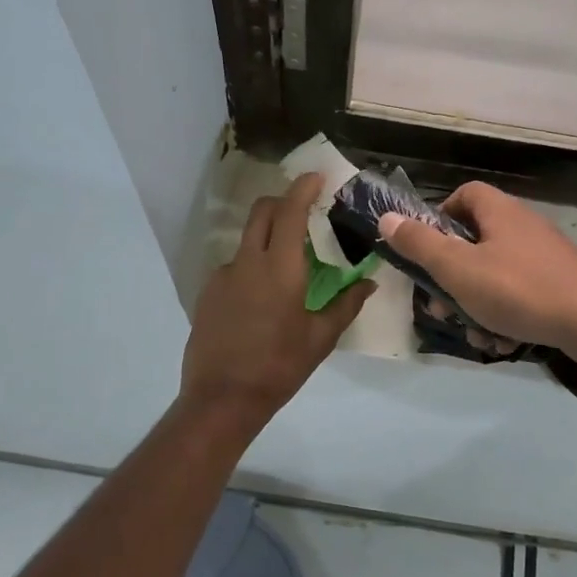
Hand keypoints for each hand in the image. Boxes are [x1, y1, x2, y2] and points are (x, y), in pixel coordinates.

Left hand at [180, 173, 372, 422]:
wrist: (222, 399)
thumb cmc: (279, 367)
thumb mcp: (320, 338)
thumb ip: (345, 305)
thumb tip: (369, 283)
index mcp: (280, 268)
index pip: (290, 212)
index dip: (303, 188)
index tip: (316, 177)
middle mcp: (247, 262)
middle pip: (261, 213)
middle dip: (281, 201)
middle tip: (302, 210)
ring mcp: (222, 276)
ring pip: (246, 241)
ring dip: (266, 238)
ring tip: (285, 267)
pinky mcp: (207, 293)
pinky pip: (233, 267)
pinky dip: (251, 267)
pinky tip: (260, 298)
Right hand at [378, 183, 576, 354]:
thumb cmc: (519, 290)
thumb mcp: (458, 270)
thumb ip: (420, 245)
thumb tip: (386, 218)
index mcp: (500, 212)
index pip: (463, 195)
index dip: (438, 216)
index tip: (425, 249)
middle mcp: (523, 226)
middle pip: (474, 243)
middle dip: (452, 279)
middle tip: (442, 308)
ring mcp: (545, 257)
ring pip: (494, 276)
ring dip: (477, 307)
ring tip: (476, 335)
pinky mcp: (560, 284)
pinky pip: (519, 295)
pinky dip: (505, 316)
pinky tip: (503, 343)